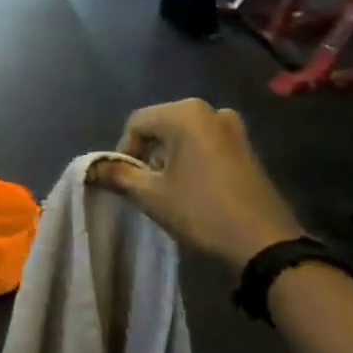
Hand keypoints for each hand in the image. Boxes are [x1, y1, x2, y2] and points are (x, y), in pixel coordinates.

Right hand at [89, 100, 301, 270]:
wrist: (262, 241)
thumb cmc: (200, 211)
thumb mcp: (150, 195)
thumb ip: (117, 175)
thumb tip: (90, 168)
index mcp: (185, 113)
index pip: (137, 123)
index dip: (124, 151)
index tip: (126, 182)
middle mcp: (210, 110)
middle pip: (161, 126)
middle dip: (147, 153)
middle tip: (145, 186)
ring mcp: (232, 127)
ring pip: (183, 135)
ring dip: (168, 157)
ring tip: (168, 189)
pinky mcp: (245, 145)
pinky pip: (205, 143)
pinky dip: (190, 159)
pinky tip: (192, 187)